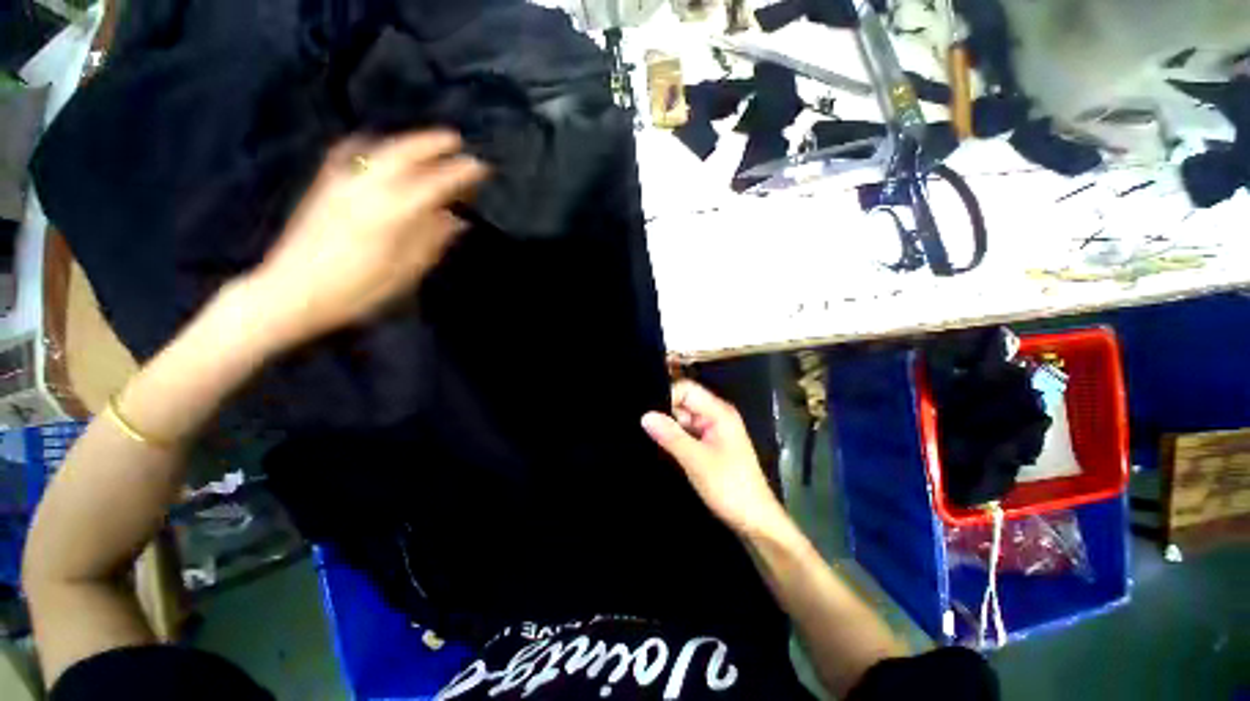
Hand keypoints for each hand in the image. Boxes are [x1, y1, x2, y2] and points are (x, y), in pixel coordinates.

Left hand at [243, 130, 487, 348]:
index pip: (434, 184)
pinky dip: (368, 146)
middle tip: (455, 140)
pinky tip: (374, 147)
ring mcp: (341, 184)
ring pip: (378, 150)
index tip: (481, 167)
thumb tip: (456, 220)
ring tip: (424, 144)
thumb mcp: (405, 272)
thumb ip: (432, 241)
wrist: (292, 292)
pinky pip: (348, 155)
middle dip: (432, 143)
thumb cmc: (357, 290)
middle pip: (403, 154)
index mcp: (391, 214)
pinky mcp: (324, 187)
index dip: (460, 173)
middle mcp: (366, 190)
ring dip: (405, 142)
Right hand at [642, 380, 790, 537]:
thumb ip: (670, 435)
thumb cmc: (730, 487)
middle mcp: (716, 416)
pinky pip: (687, 433)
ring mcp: (713, 430)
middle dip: (664, 412)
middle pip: (684, 402)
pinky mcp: (709, 445)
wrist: (754, 520)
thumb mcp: (696, 460)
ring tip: (644, 434)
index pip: (687, 389)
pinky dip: (674, 438)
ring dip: (668, 426)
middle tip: (640, 424)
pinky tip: (659, 445)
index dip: (667, 396)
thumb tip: (645, 415)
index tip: (646, 412)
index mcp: (719, 412)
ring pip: (683, 419)